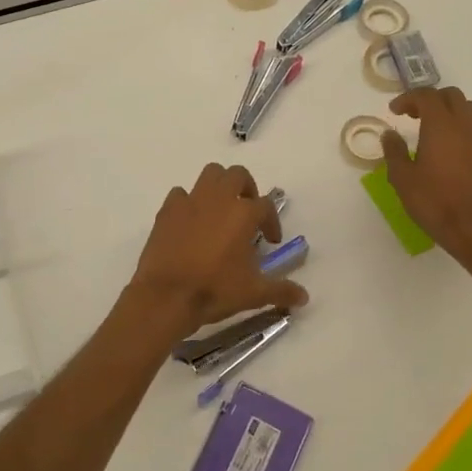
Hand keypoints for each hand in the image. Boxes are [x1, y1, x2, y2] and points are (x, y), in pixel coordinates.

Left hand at [129, 164, 307, 336]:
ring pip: (210, 174)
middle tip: (247, 212)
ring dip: (219, 185)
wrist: (167, 296)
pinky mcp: (167, 210)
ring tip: (221, 209)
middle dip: (247, 189)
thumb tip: (304, 296)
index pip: (266, 206)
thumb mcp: (254, 293)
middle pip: (238, 175)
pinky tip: (191, 221)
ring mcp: (190, 201)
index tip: (270, 241)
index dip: (272, 222)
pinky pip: (181, 194)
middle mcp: (218, 199)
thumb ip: (281, 290)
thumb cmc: (215, 290)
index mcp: (243, 213)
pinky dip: (189, 202)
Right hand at [382, 87, 471, 269]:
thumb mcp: (402, 178)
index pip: (426, 96)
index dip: (408, 98)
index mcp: (440, 126)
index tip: (394, 111)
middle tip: (415, 115)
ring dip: (454, 113)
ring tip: (440, 130)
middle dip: (432, 100)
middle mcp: (466, 125)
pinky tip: (466, 150)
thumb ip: (394, 151)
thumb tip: (390, 134)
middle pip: (452, 96)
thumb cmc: (434, 203)